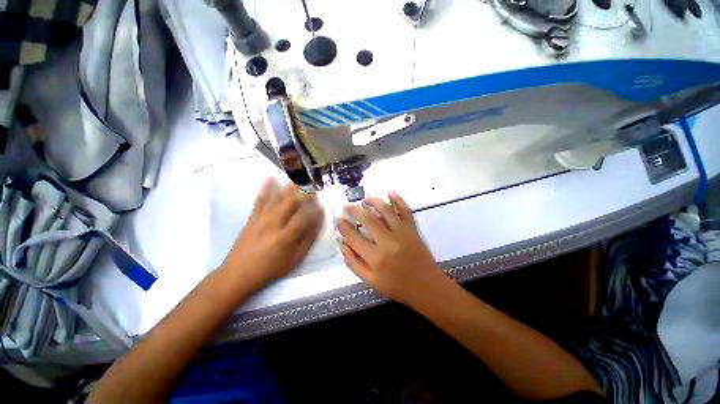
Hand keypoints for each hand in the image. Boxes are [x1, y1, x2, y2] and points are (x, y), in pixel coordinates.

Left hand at [220, 178, 323, 287]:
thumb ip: (307, 240)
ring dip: (289, 185)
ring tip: (297, 174)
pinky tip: (270, 177)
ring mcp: (262, 218)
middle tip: (312, 182)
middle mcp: (275, 223)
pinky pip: (260, 200)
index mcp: (287, 235)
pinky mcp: (252, 217)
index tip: (321, 203)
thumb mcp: (295, 260)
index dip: (315, 208)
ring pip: (278, 197)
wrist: (237, 274)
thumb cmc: (270, 269)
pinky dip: (265, 188)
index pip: (305, 216)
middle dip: (304, 190)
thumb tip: (317, 223)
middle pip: (292, 202)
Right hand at [336, 192, 443, 304]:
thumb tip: (343, 243)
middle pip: (368, 220)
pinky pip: (406, 211)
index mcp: (375, 258)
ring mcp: (402, 233)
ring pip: (386, 211)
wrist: (426, 287)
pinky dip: (398, 200)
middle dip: (354, 210)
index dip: (343, 226)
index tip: (337, 218)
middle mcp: (387, 242)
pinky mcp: (412, 229)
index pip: (354, 237)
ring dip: (374, 201)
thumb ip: (354, 263)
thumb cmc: (397, 286)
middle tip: (347, 205)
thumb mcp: (370, 281)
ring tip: (365, 199)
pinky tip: (390, 191)